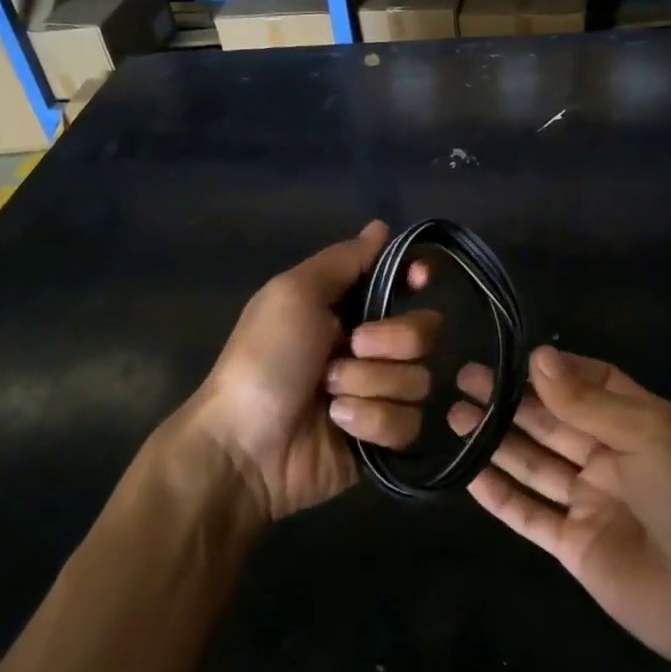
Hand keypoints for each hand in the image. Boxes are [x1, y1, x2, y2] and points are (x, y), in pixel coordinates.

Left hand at [188, 221, 437, 524]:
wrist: (246, 445)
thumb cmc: (266, 359)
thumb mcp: (294, 294)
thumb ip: (343, 260)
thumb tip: (381, 227)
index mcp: (346, 309)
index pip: (401, 284)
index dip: (415, 278)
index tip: (419, 278)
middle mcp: (368, 348)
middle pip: (424, 332)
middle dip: (390, 341)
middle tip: (350, 348)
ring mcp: (378, 394)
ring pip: (418, 380)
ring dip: (370, 385)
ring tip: (329, 396)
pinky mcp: (383, 437)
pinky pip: (408, 422)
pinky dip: (371, 421)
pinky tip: (339, 426)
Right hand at [451, 346, 670, 671]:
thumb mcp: (646, 434)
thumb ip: (586, 400)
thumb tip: (539, 356)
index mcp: (640, 425)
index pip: (593, 384)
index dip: (556, 370)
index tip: (514, 356)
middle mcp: (612, 457)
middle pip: (553, 421)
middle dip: (512, 400)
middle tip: (466, 379)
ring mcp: (590, 501)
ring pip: (534, 463)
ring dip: (497, 440)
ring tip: (455, 414)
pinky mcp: (572, 542)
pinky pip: (528, 513)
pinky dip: (499, 494)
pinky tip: (468, 472)